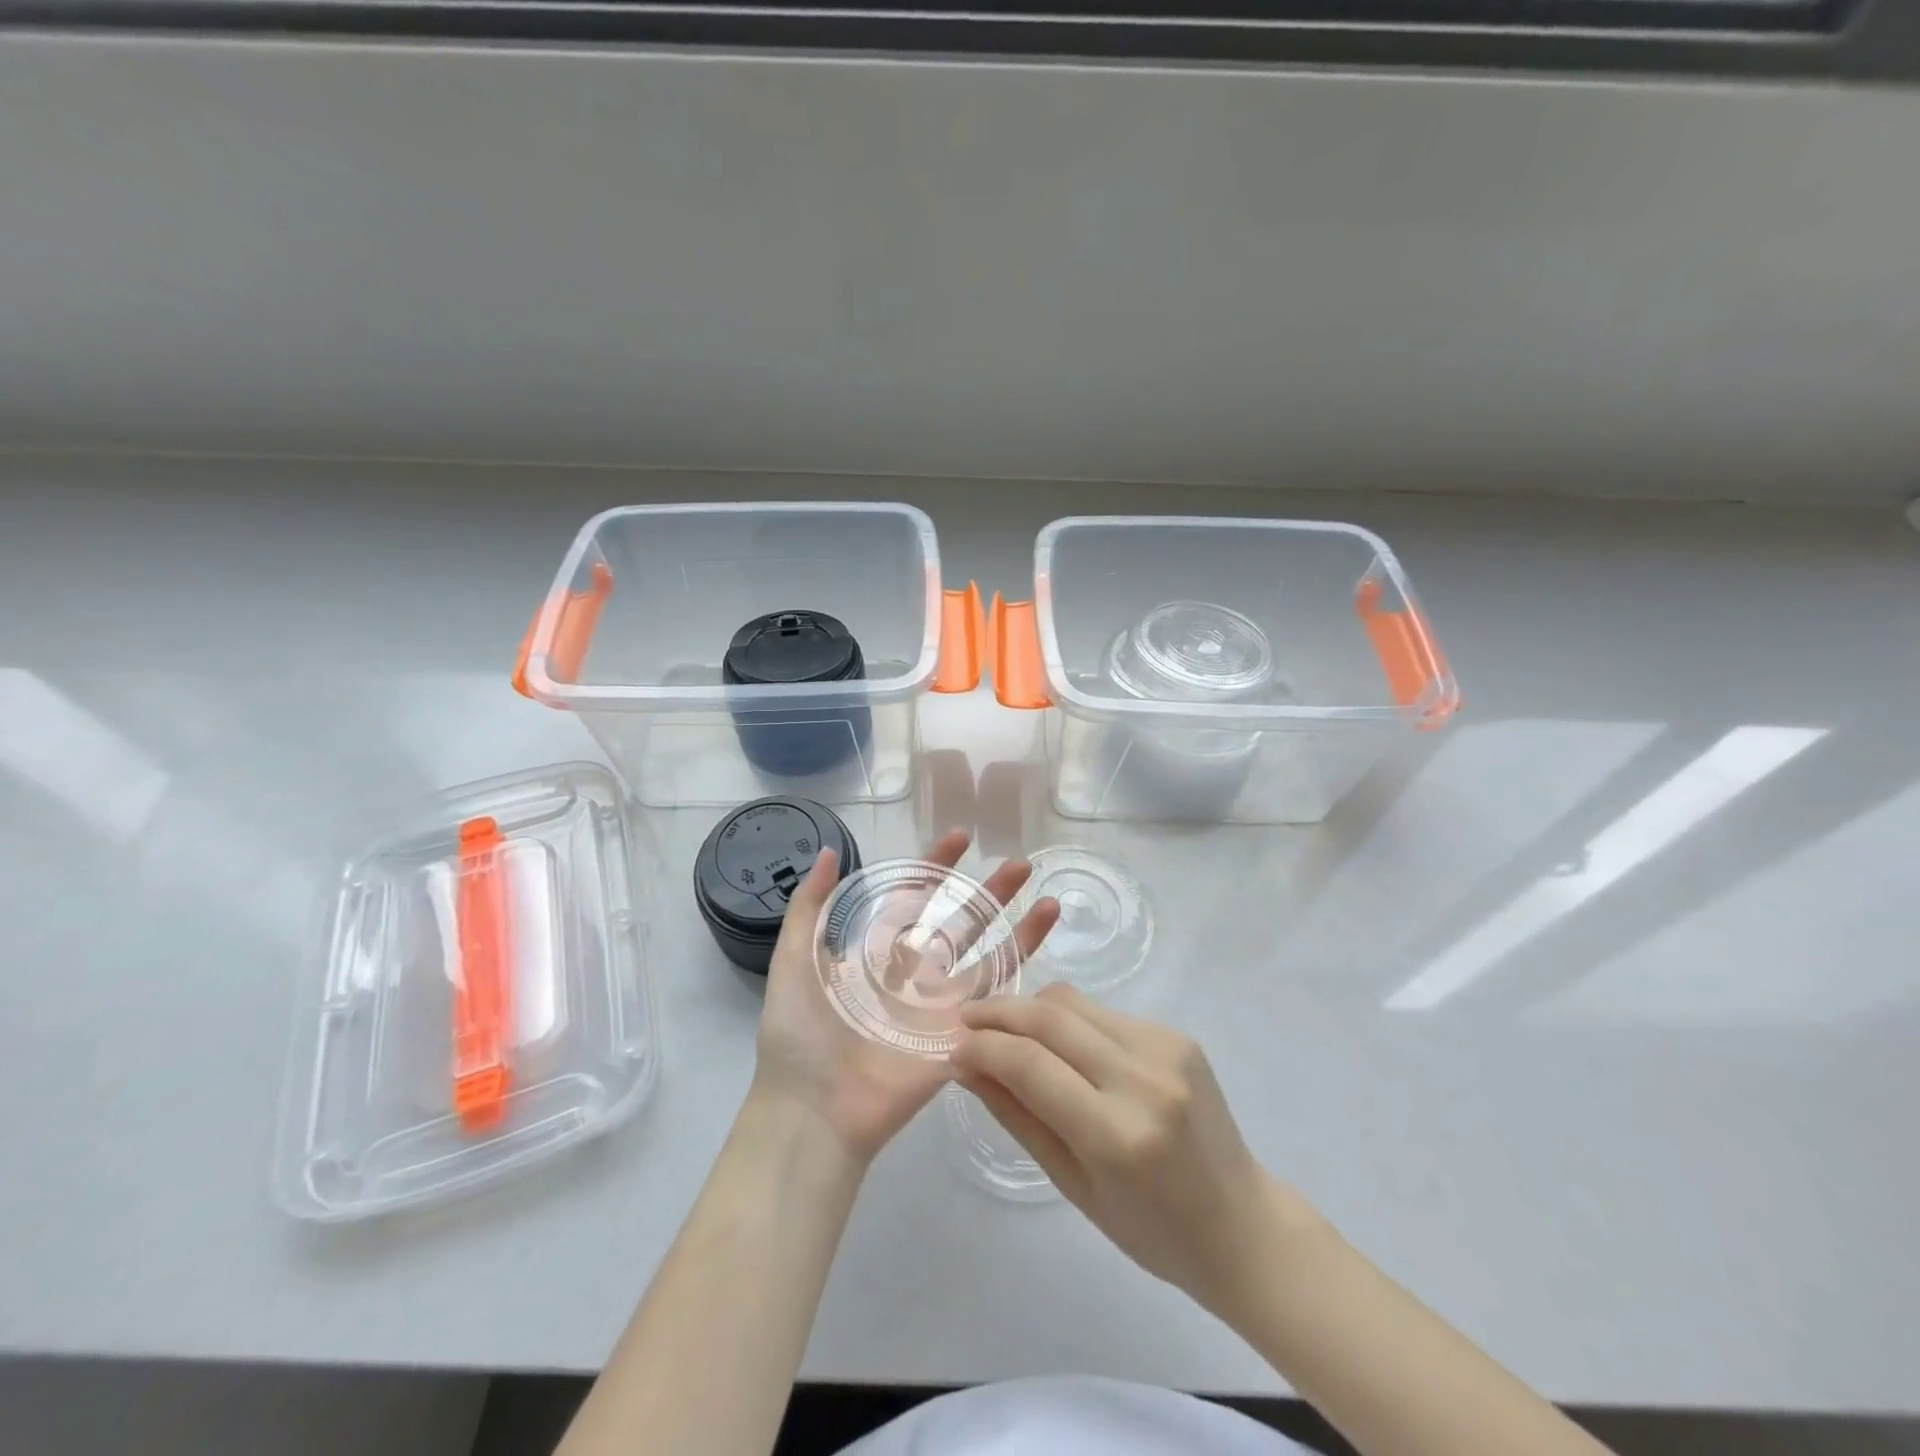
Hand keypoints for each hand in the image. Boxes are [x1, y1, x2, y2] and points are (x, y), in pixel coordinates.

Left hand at [753, 831, 1060, 1165]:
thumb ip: (810, 907)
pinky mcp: (961, 1040)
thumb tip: (831, 851)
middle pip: (963, 925)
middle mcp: (917, 975)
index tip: (962, 836)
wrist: (812, 1109)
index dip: (938, 866)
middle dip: (991, 893)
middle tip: (1021, 865)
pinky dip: (1023, 981)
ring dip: (1021, 932)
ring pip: (990, 960)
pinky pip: (997, 1007)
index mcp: (880, 954)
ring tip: (1051, 901)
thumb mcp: (793, 959)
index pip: (917, 899)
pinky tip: (1046, 964)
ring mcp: (942, 1009)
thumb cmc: (797, 1034)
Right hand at [952, 985, 1309, 1311]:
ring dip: (1031, 1008)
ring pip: (1076, 1003)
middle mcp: (1144, 1079)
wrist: (1242, 1225)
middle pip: (1051, 1017)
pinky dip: (1070, 1021)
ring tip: (1004, 1027)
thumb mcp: (1073, 1185)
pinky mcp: (1178, 1035)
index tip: (952, 1047)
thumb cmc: (1152, 1231)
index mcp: (1118, 1135)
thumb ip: (1017, 1116)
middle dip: (999, 1011)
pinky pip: (1105, 1014)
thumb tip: (965, 1065)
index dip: (982, 1047)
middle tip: (966, 1020)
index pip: (1030, 1064)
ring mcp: (1167, 1048)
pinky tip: (1060, 1045)